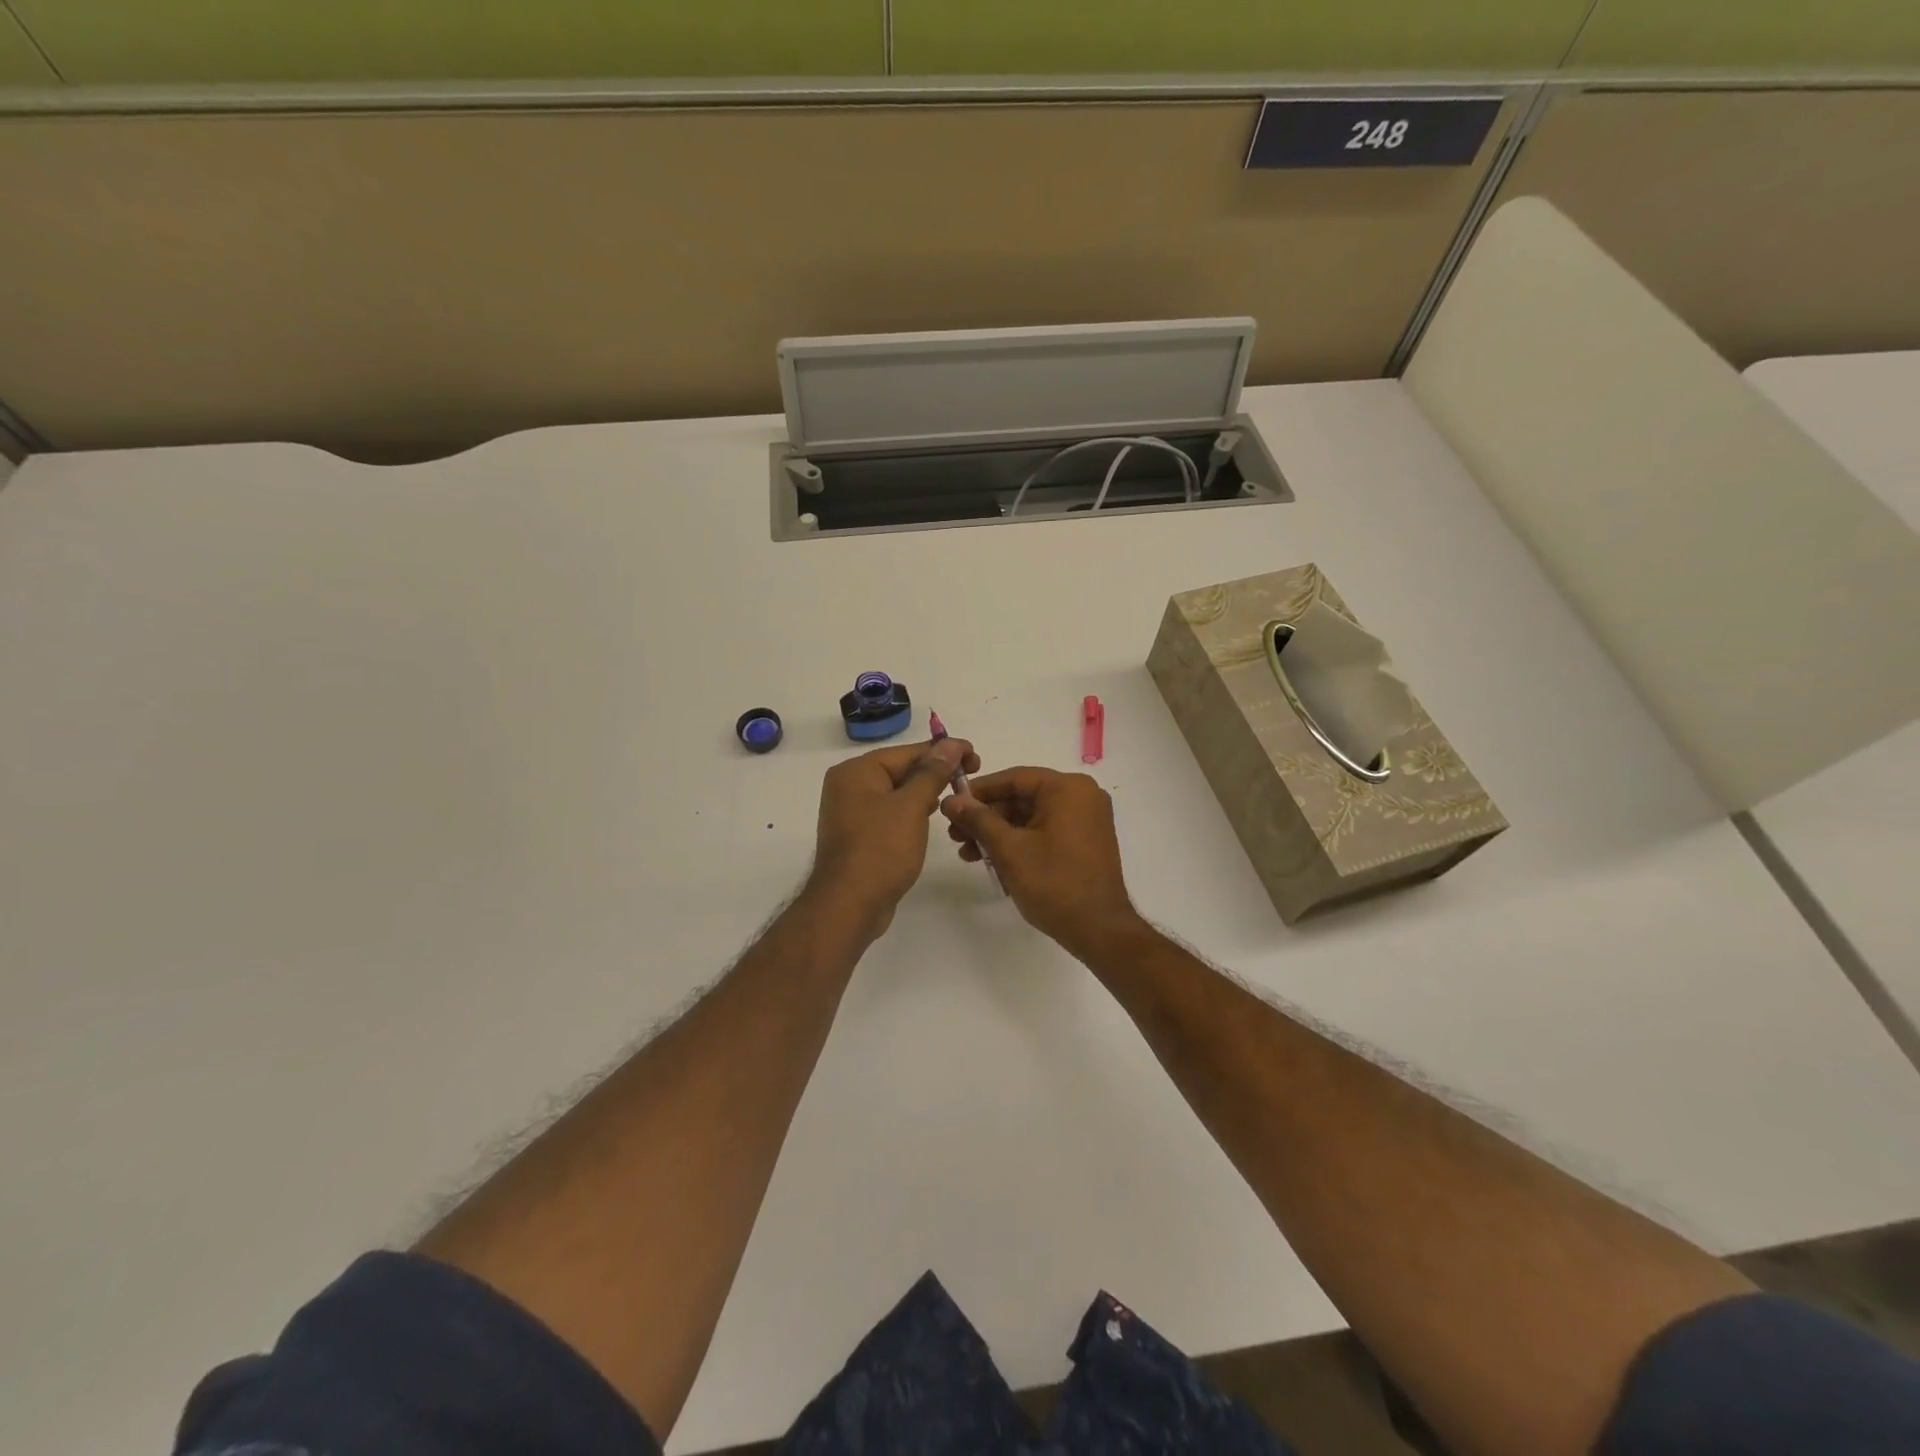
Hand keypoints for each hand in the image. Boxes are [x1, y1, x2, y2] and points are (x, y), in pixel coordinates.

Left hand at [805, 736, 977, 937]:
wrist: (849, 906)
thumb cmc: (880, 849)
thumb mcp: (911, 806)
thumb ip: (932, 773)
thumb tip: (951, 744)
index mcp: (856, 771)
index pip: (908, 752)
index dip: (945, 752)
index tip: (976, 756)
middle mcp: (850, 786)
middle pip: (902, 770)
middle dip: (936, 773)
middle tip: (971, 777)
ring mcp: (852, 812)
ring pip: (898, 793)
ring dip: (926, 793)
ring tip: (957, 797)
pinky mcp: (860, 835)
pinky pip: (892, 814)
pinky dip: (912, 812)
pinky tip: (932, 818)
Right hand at [940, 767, 1143, 960]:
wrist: (1099, 930)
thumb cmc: (1054, 883)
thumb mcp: (1009, 849)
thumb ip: (978, 820)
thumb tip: (951, 800)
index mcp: (1068, 789)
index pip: (1014, 778)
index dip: (979, 791)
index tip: (951, 804)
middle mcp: (1082, 796)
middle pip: (1022, 798)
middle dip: (986, 817)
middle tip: (955, 834)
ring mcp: (1086, 820)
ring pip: (1030, 817)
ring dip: (998, 833)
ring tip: (967, 853)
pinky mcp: (1084, 842)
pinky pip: (1044, 831)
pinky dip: (1019, 842)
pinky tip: (992, 860)